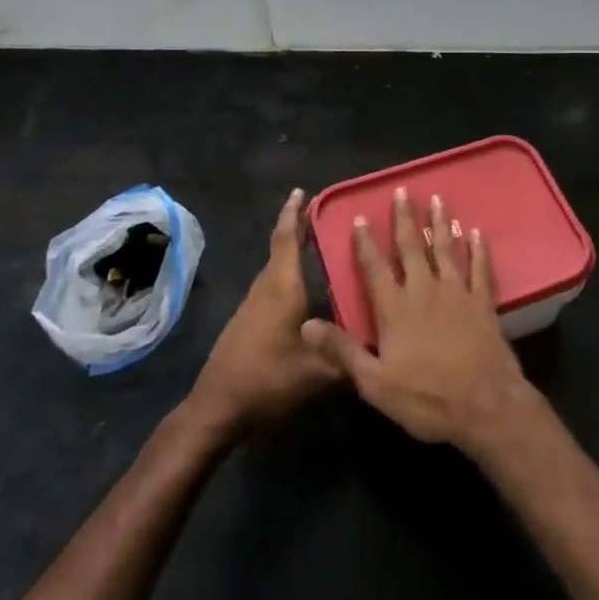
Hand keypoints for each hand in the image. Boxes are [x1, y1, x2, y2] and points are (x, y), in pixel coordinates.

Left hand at [187, 189, 339, 436]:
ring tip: (319, 249)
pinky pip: (271, 286)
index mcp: (282, 288)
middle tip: (323, 217)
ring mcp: (252, 306)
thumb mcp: (319, 374)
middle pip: (280, 249)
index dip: (294, 213)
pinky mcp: (247, 322)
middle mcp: (265, 289)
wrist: (217, 408)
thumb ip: (351, 355)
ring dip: (292, 253)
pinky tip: (304, 292)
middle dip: (298, 229)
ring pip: (275, 269)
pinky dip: (287, 275)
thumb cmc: (268, 382)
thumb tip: (382, 343)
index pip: (286, 239)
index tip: (302, 191)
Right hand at [302, 188, 531, 449]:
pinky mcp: (483, 303)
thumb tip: (306, 325)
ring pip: (446, 249)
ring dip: (441, 223)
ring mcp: (457, 293)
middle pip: (412, 247)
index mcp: (395, 308)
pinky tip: (477, 233)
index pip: (374, 267)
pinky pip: (480, 269)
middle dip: (405, 218)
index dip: (365, 242)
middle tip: (402, 191)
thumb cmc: (426, 398)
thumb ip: (341, 350)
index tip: (360, 218)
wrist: (485, 407)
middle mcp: (424, 290)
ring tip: (437, 199)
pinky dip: (478, 249)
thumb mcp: (374, 383)